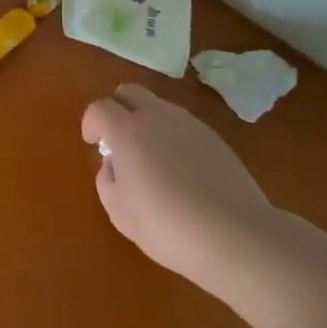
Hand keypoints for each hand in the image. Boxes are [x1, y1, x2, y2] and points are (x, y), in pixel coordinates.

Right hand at [82, 84, 275, 280]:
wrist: (236, 235)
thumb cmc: (167, 225)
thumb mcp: (119, 211)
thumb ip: (107, 179)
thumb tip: (113, 164)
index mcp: (127, 130)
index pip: (99, 108)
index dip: (91, 123)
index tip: (93, 143)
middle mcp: (157, 116)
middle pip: (129, 92)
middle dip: (116, 108)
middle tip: (116, 140)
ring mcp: (189, 124)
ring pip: (158, 106)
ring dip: (145, 121)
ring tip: (151, 159)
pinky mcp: (215, 138)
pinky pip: (182, 125)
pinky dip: (172, 136)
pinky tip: (180, 170)